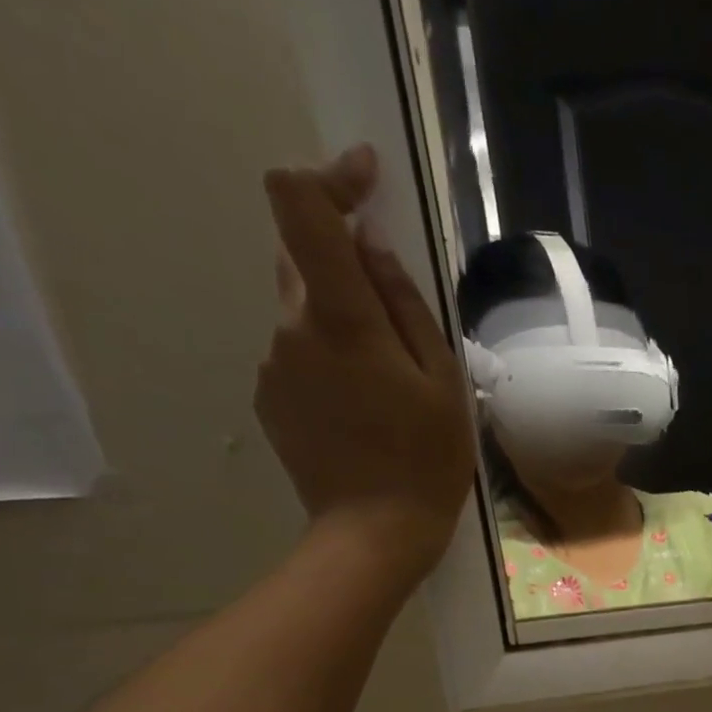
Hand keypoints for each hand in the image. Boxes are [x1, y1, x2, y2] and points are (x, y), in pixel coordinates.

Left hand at [256, 145, 474, 579]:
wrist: (374, 532)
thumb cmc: (426, 462)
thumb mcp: (442, 384)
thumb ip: (406, 307)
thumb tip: (371, 247)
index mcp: (341, 318)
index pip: (300, 206)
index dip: (329, 178)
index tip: (367, 181)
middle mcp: (292, 327)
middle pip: (304, 261)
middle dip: (348, 272)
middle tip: (399, 325)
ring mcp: (273, 364)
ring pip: (304, 315)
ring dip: (342, 328)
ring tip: (388, 391)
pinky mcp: (269, 398)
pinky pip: (298, 357)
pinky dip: (329, 365)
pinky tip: (363, 415)